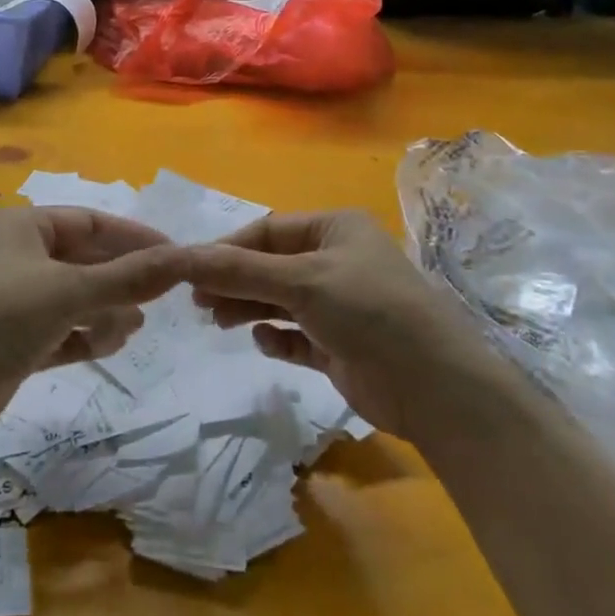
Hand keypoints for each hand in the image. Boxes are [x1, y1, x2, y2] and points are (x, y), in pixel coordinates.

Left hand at [0, 206, 187, 436]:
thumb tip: (187, 258)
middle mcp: (19, 256)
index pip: (91, 222)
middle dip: (120, 281)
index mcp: (24, 227)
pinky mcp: (13, 340)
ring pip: (75, 297)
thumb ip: (129, 277)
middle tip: (157, 300)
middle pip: (85, 261)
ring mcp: (14, 300)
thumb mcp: (69, 292)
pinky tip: (109, 346)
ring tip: (130, 329)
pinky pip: (62, 329)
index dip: (133, 238)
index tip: (172, 256)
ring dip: (105, 311)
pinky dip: (85, 334)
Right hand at [184, 209, 495, 437]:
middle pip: (271, 265)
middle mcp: (338, 261)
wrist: (434, 386)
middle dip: (235, 281)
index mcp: (336, 229)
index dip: (228, 248)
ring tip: (218, 323)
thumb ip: (239, 271)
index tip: (189, 270)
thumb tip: (180, 256)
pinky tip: (263, 343)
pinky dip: (277, 338)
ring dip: (250, 308)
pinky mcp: (340, 346)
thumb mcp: (301, 282)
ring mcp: (340, 305)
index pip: (268, 230)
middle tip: (197, 303)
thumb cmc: (368, 311)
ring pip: (281, 300)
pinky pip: (297, 336)